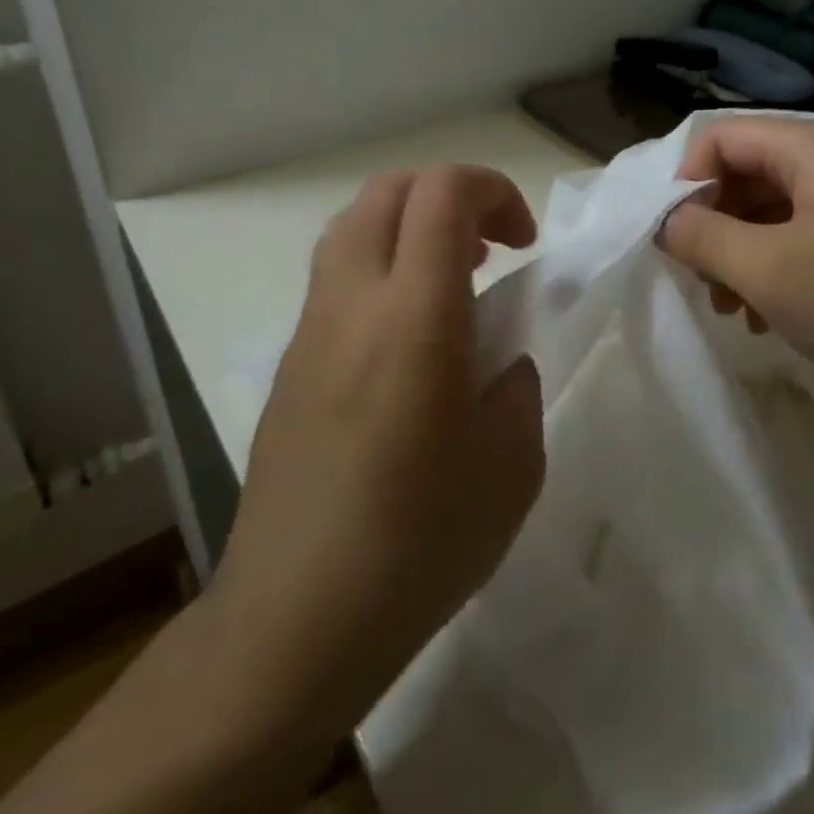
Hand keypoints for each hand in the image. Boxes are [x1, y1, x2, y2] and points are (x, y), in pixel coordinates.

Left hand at [205, 165, 543, 735]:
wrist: (294, 623)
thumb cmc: (419, 544)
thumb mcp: (513, 464)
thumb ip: (516, 387)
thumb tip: (497, 363)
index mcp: (415, 320)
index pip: (443, 194)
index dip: (494, 190)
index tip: (524, 243)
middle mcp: (353, 305)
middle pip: (389, 190)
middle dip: (451, 195)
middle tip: (492, 248)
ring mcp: (310, 332)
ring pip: (354, 226)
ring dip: (412, 228)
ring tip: (454, 284)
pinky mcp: (289, 365)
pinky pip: (336, 277)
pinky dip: (382, 269)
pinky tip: (410, 341)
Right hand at [659, 117, 813, 413]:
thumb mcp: (768, 269)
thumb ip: (702, 237)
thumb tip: (667, 220)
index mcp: (812, 148)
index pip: (721, 137)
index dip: (686, 181)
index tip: (674, 237)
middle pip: (745, 173)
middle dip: (712, 225)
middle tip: (700, 280)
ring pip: (769, 212)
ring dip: (738, 255)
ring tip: (730, 309)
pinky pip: (799, 239)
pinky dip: (772, 271)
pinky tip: (765, 318)